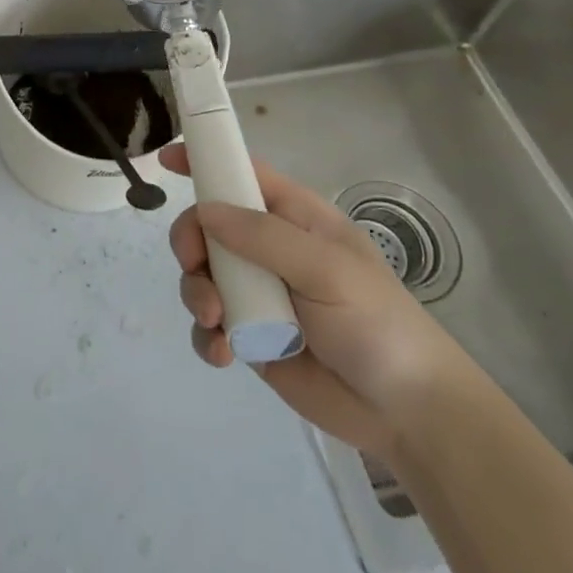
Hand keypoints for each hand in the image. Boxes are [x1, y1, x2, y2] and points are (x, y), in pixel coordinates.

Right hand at [161, 145, 471, 458]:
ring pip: (201, 275)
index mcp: (295, 219)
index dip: (206, 162)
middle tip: (194, 265)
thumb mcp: (327, 271)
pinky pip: (209, 325)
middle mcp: (270, 250)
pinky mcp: (250, 336)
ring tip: (217, 322)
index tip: (166, 159)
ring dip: (197, 294)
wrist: (406, 413)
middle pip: (208, 226)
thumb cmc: (377, 324)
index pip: (244, 174)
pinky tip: (223, 353)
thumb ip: (264, 237)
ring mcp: (257, 294)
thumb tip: (205, 210)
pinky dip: (206, 336)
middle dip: (191, 243)